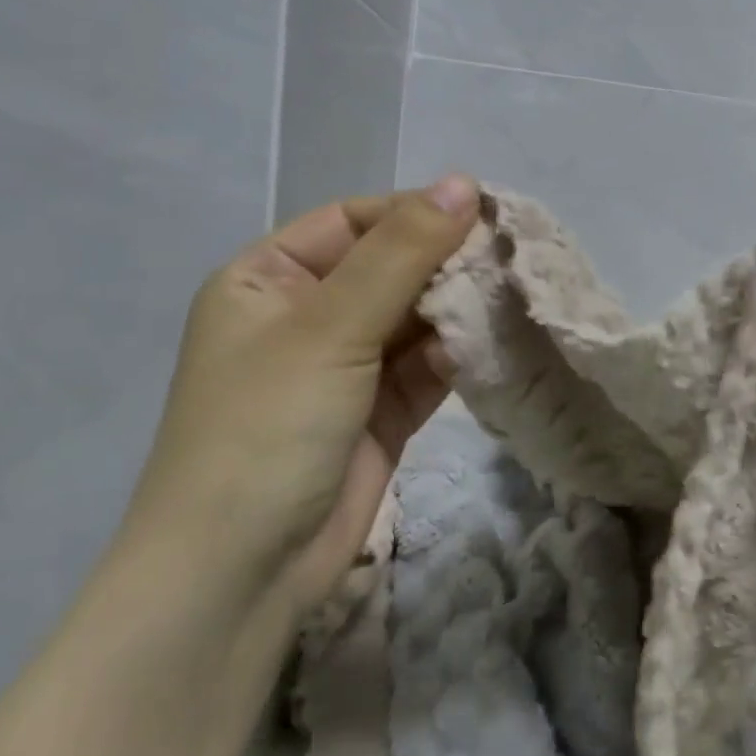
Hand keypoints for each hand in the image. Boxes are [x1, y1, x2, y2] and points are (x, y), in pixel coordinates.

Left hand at [121, 177, 478, 637]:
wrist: (241, 573)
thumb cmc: (267, 427)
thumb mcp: (329, 327)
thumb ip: (401, 254)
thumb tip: (463, 183)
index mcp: (268, 280)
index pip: (352, 221)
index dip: (414, 213)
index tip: (483, 213)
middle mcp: (304, 317)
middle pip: (388, 269)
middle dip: (444, 263)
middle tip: (512, 257)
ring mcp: (344, 368)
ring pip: (413, 319)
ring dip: (457, 309)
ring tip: (514, 296)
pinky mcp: (378, 413)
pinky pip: (424, 368)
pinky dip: (455, 355)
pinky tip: (491, 345)